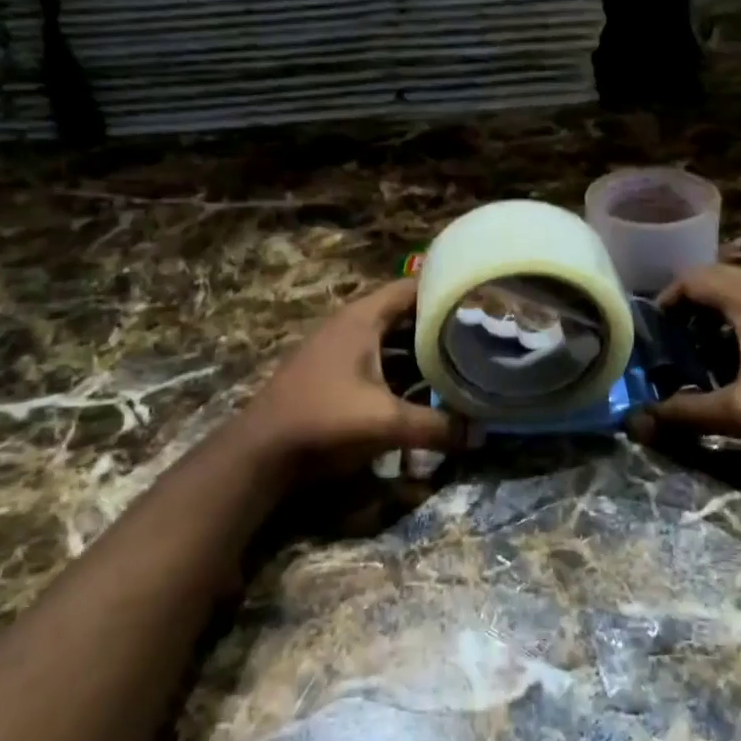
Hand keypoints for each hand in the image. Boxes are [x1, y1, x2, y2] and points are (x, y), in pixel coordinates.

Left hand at [238, 279, 463, 481]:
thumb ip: (436, 427)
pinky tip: (424, 390)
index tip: (480, 300)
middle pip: (404, 314)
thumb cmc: (325, 420)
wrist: (260, 453)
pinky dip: (401, 370)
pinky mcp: (333, 374)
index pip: (412, 288)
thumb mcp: (386, 423)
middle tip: (478, 334)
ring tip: (460, 361)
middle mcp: (351, 325)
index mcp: (362, 319)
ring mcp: (338, 350)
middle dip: (438, 325)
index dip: (445, 290)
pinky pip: (377, 361)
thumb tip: (480, 435)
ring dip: (420, 351)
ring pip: (390, 341)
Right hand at [629, 263, 740, 446]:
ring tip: (700, 354)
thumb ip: (685, 414)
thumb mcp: (739, 412)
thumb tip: (635, 424)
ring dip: (717, 317)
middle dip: (689, 308)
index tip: (652, 331)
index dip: (667, 299)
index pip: (695, 278)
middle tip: (671, 343)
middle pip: (719, 281)